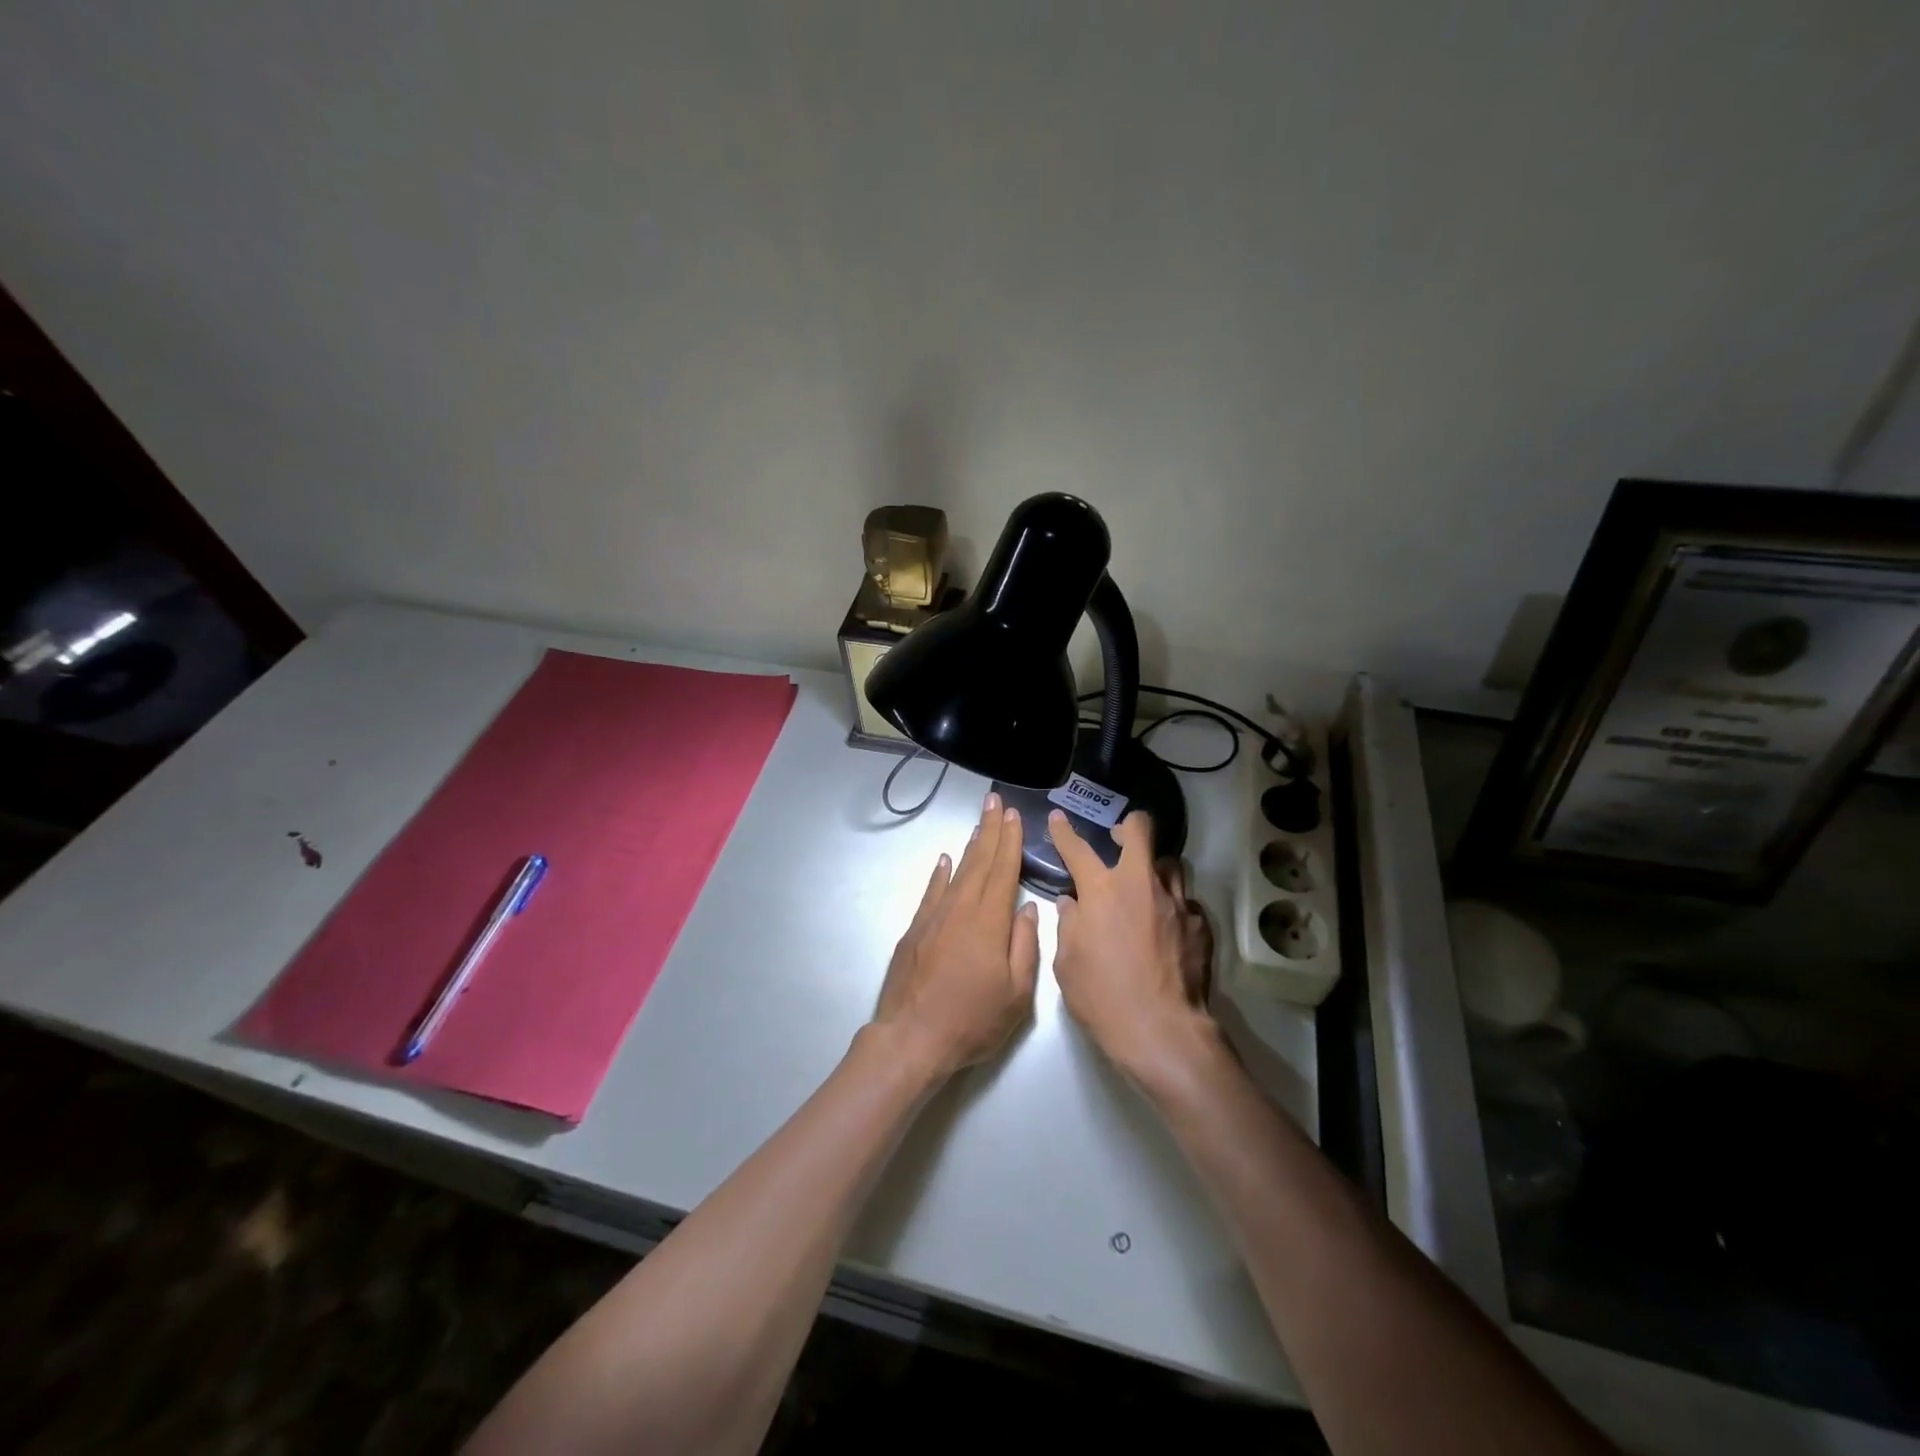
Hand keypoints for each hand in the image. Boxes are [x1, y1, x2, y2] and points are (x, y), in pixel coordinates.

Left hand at [872, 791, 1041, 1080]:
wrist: (911, 1039)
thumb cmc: (971, 1020)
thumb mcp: (1016, 994)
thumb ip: (1025, 945)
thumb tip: (1026, 907)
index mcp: (989, 922)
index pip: (1003, 870)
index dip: (1010, 841)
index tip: (1014, 815)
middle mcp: (960, 910)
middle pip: (979, 862)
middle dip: (990, 830)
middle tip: (995, 801)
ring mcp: (933, 918)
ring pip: (956, 872)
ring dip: (969, 846)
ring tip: (979, 823)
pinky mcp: (914, 931)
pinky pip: (931, 892)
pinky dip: (939, 874)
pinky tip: (944, 860)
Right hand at [1049, 809, 1215, 1081]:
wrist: (1161, 1030)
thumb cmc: (1102, 996)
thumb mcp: (1066, 962)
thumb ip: (1068, 924)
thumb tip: (1072, 903)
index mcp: (1102, 890)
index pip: (1077, 848)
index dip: (1064, 832)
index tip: (1058, 819)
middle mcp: (1141, 884)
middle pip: (1141, 830)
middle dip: (1129, 826)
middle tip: (1119, 839)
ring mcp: (1175, 901)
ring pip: (1170, 863)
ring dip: (1154, 868)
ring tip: (1145, 886)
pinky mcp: (1199, 923)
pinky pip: (1184, 901)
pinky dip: (1171, 906)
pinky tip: (1165, 927)